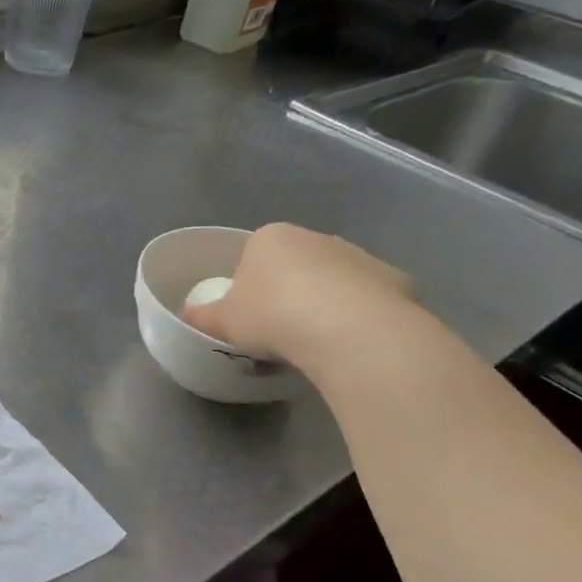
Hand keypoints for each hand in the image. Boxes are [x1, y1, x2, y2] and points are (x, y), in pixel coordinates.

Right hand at [182, 224, 415, 370]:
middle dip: (286, 294)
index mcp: (270, 238)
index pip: (251, 257)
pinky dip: (356, 318)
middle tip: (277, 333)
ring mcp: (358, 256)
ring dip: (322, 305)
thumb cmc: (273, 315)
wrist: (350, 330)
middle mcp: (316, 237)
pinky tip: (349, 344)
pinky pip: (365, 301)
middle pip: (293, 266)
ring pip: (331, 282)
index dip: (246, 287)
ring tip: (314, 344)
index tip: (247, 318)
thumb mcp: (223, 321)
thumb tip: (187, 316)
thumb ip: (202, 316)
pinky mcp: (394, 280)